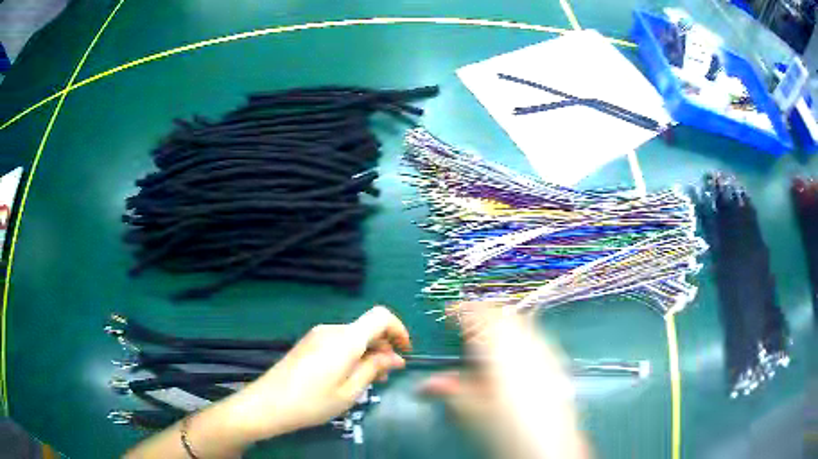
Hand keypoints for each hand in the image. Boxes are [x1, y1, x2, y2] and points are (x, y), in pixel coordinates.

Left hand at [218, 305, 411, 443]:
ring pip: (353, 336)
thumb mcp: (349, 391)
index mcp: (345, 339)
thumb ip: (374, 369)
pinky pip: (338, 341)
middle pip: (367, 328)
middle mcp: (332, 330)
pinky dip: (351, 354)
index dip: (399, 329)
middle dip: (383, 347)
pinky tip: (347, 376)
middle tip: (386, 376)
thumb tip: (395, 357)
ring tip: (368, 381)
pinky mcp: (308, 343)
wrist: (267, 403)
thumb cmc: (312, 402)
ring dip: (367, 353)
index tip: (405, 352)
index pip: (380, 316)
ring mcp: (317, 335)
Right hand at [420, 302, 588, 458]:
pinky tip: (517, 355)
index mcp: (500, 349)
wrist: (549, 446)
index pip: (479, 317)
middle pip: (504, 316)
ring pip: (523, 325)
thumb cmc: (506, 427)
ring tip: (490, 335)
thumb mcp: (470, 411)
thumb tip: (425, 385)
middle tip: (468, 324)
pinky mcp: (556, 365)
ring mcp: (545, 353)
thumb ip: (448, 391)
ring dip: (504, 324)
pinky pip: (535, 339)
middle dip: (484, 315)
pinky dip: (521, 337)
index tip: (449, 313)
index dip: (462, 311)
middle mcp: (526, 344)